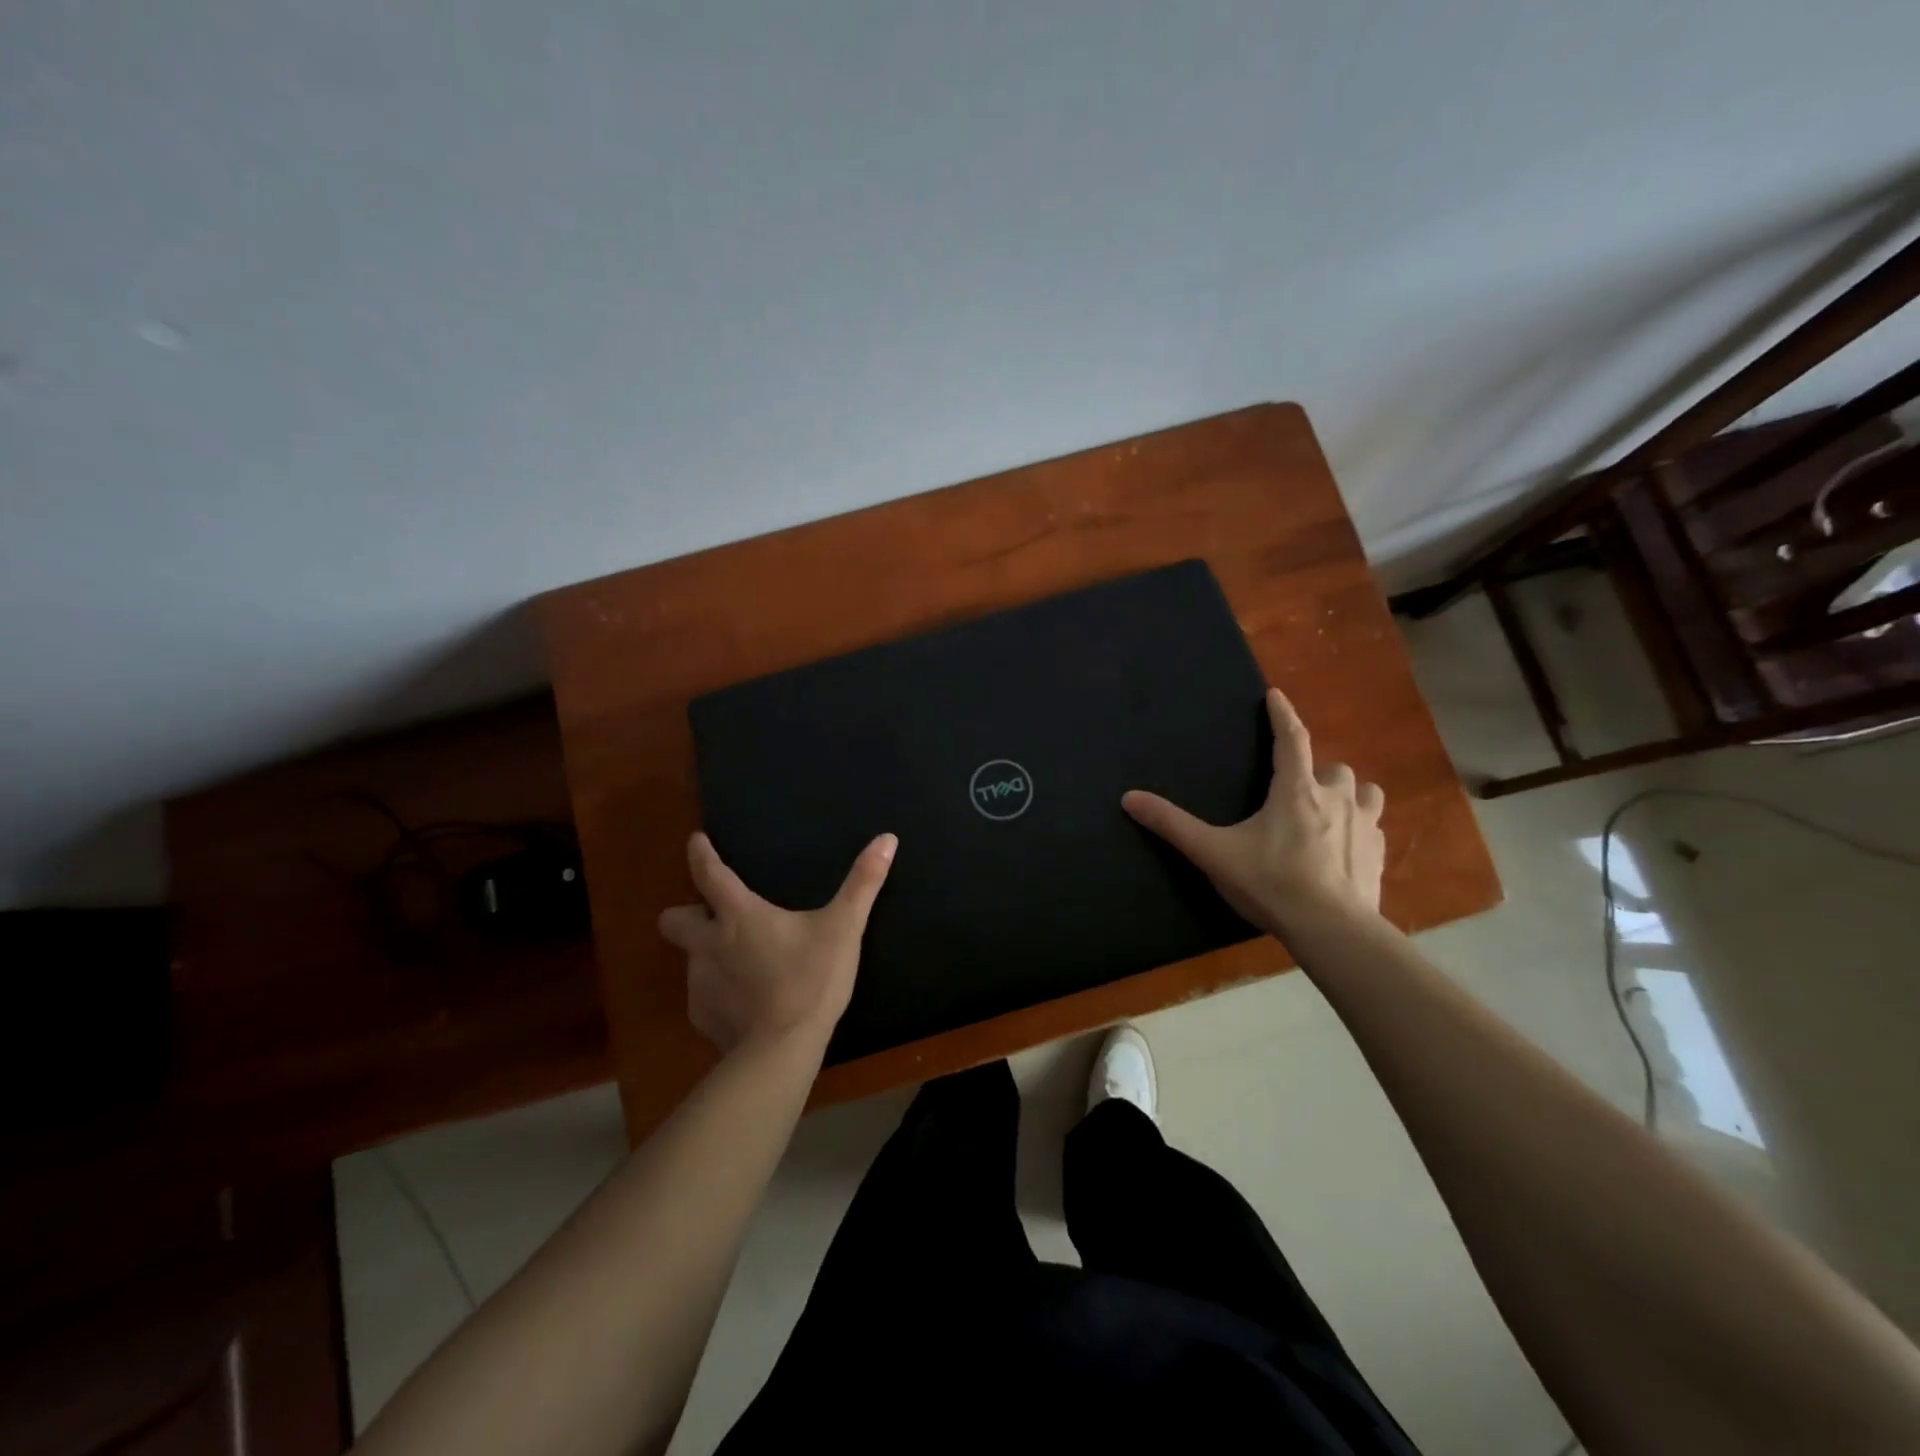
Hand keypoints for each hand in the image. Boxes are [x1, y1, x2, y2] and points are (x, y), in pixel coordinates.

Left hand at [658, 831, 897, 1055]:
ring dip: (708, 955)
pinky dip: (719, 993)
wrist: (782, 1051)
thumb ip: (863, 883)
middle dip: (685, 914)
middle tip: (714, 918)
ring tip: (742, 966)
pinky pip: (702, 996)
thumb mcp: (844, 928)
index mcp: (738, 916)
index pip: (709, 875)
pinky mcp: (702, 1018)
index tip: (695, 841)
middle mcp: (708, 944)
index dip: (700, 854)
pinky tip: (745, 1003)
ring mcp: (699, 984)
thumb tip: (887, 838)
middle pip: (673, 920)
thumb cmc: (811, 980)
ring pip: (690, 959)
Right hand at [1122, 688, 1383, 932]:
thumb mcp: (1214, 853)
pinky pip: (1374, 829)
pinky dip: (1361, 830)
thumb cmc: (1271, 883)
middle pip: (1334, 768)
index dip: (1282, 715)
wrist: (1332, 930)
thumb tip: (1130, 798)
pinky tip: (1346, 849)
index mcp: (1296, 791)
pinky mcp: (1379, 856)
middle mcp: (1336, 799)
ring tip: (1330, 811)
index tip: (1275, 696)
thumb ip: (1173, 825)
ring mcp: (1365, 827)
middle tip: (1298, 788)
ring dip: (1348, 795)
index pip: (1291, 739)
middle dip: (1318, 772)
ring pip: (1364, 793)